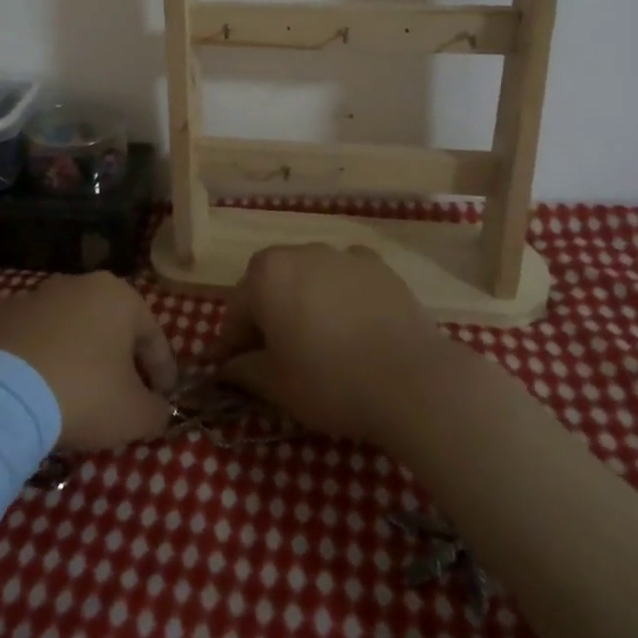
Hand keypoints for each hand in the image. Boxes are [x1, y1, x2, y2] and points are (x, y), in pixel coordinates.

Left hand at [0, 273, 178, 451]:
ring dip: (79, 356)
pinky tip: (39, 388)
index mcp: (118, 296)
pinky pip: (32, 339)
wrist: (1, 396)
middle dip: (120, 361)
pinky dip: (41, 358)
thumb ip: (157, 411)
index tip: (164, 401)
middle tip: (123, 397)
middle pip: (111, 327)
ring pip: (70, 329)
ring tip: (76, 394)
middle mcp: (78, 284)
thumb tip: (158, 410)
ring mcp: (34, 296)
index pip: (153, 337)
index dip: (163, 373)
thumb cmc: (83, 394)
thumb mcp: (135, 415)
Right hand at [206, 244, 448, 443]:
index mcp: (265, 276)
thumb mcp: (275, 385)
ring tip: (316, 339)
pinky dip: (340, 293)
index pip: (236, 311)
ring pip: (308, 276)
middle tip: (273, 354)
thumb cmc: (330, 381)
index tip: (232, 370)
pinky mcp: (378, 265)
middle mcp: (299, 252)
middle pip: (269, 284)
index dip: (231, 344)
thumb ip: (242, 370)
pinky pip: (345, 276)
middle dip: (265, 314)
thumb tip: (225, 368)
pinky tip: (351, 322)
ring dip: (302, 300)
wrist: (413, 380)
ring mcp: (341, 254)